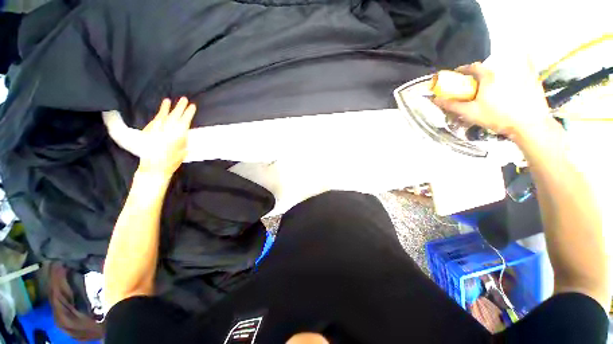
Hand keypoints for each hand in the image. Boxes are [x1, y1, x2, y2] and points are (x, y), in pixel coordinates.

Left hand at [137, 97, 195, 177]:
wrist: (154, 167)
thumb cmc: (172, 161)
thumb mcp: (183, 151)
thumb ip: (184, 140)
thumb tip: (185, 132)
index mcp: (178, 136)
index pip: (185, 121)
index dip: (189, 113)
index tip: (193, 106)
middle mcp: (167, 130)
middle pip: (175, 116)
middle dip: (180, 107)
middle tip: (184, 99)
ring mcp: (157, 130)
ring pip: (164, 116)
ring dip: (168, 108)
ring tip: (170, 100)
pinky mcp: (149, 131)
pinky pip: (156, 120)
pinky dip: (159, 113)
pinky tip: (162, 109)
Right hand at [433, 61, 551, 139]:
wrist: (528, 124)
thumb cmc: (496, 117)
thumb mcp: (470, 113)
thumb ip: (452, 105)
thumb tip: (435, 100)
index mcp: (488, 77)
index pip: (473, 67)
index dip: (464, 69)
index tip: (458, 74)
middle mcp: (504, 71)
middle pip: (488, 69)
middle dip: (479, 74)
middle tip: (474, 85)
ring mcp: (520, 74)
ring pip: (505, 68)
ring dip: (497, 72)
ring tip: (492, 84)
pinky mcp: (533, 80)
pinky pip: (529, 65)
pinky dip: (525, 61)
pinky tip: (523, 66)